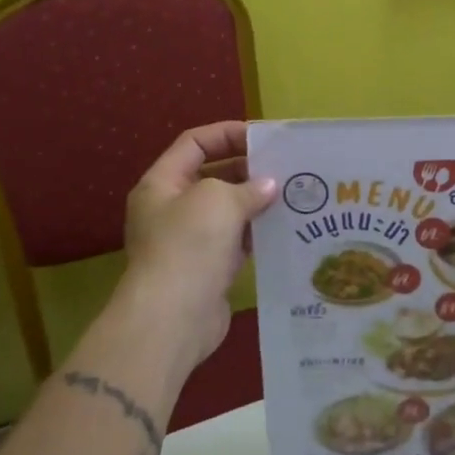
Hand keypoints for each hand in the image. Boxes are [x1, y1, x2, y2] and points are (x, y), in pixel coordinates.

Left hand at [116, 122, 276, 377]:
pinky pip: (236, 240)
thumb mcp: (218, 200)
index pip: (194, 143)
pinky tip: (285, 227)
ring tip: (293, 193)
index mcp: (162, 184)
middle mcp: (171, 209)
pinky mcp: (207, 268)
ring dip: (256, 202)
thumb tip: (268, 186)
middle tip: (285, 166)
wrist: (172, 320)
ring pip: (227, 210)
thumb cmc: (189, 246)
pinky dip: (258, 232)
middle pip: (212, 175)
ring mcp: (189, 240)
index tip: (263, 137)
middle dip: (247, 169)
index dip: (227, 134)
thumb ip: (246, 187)